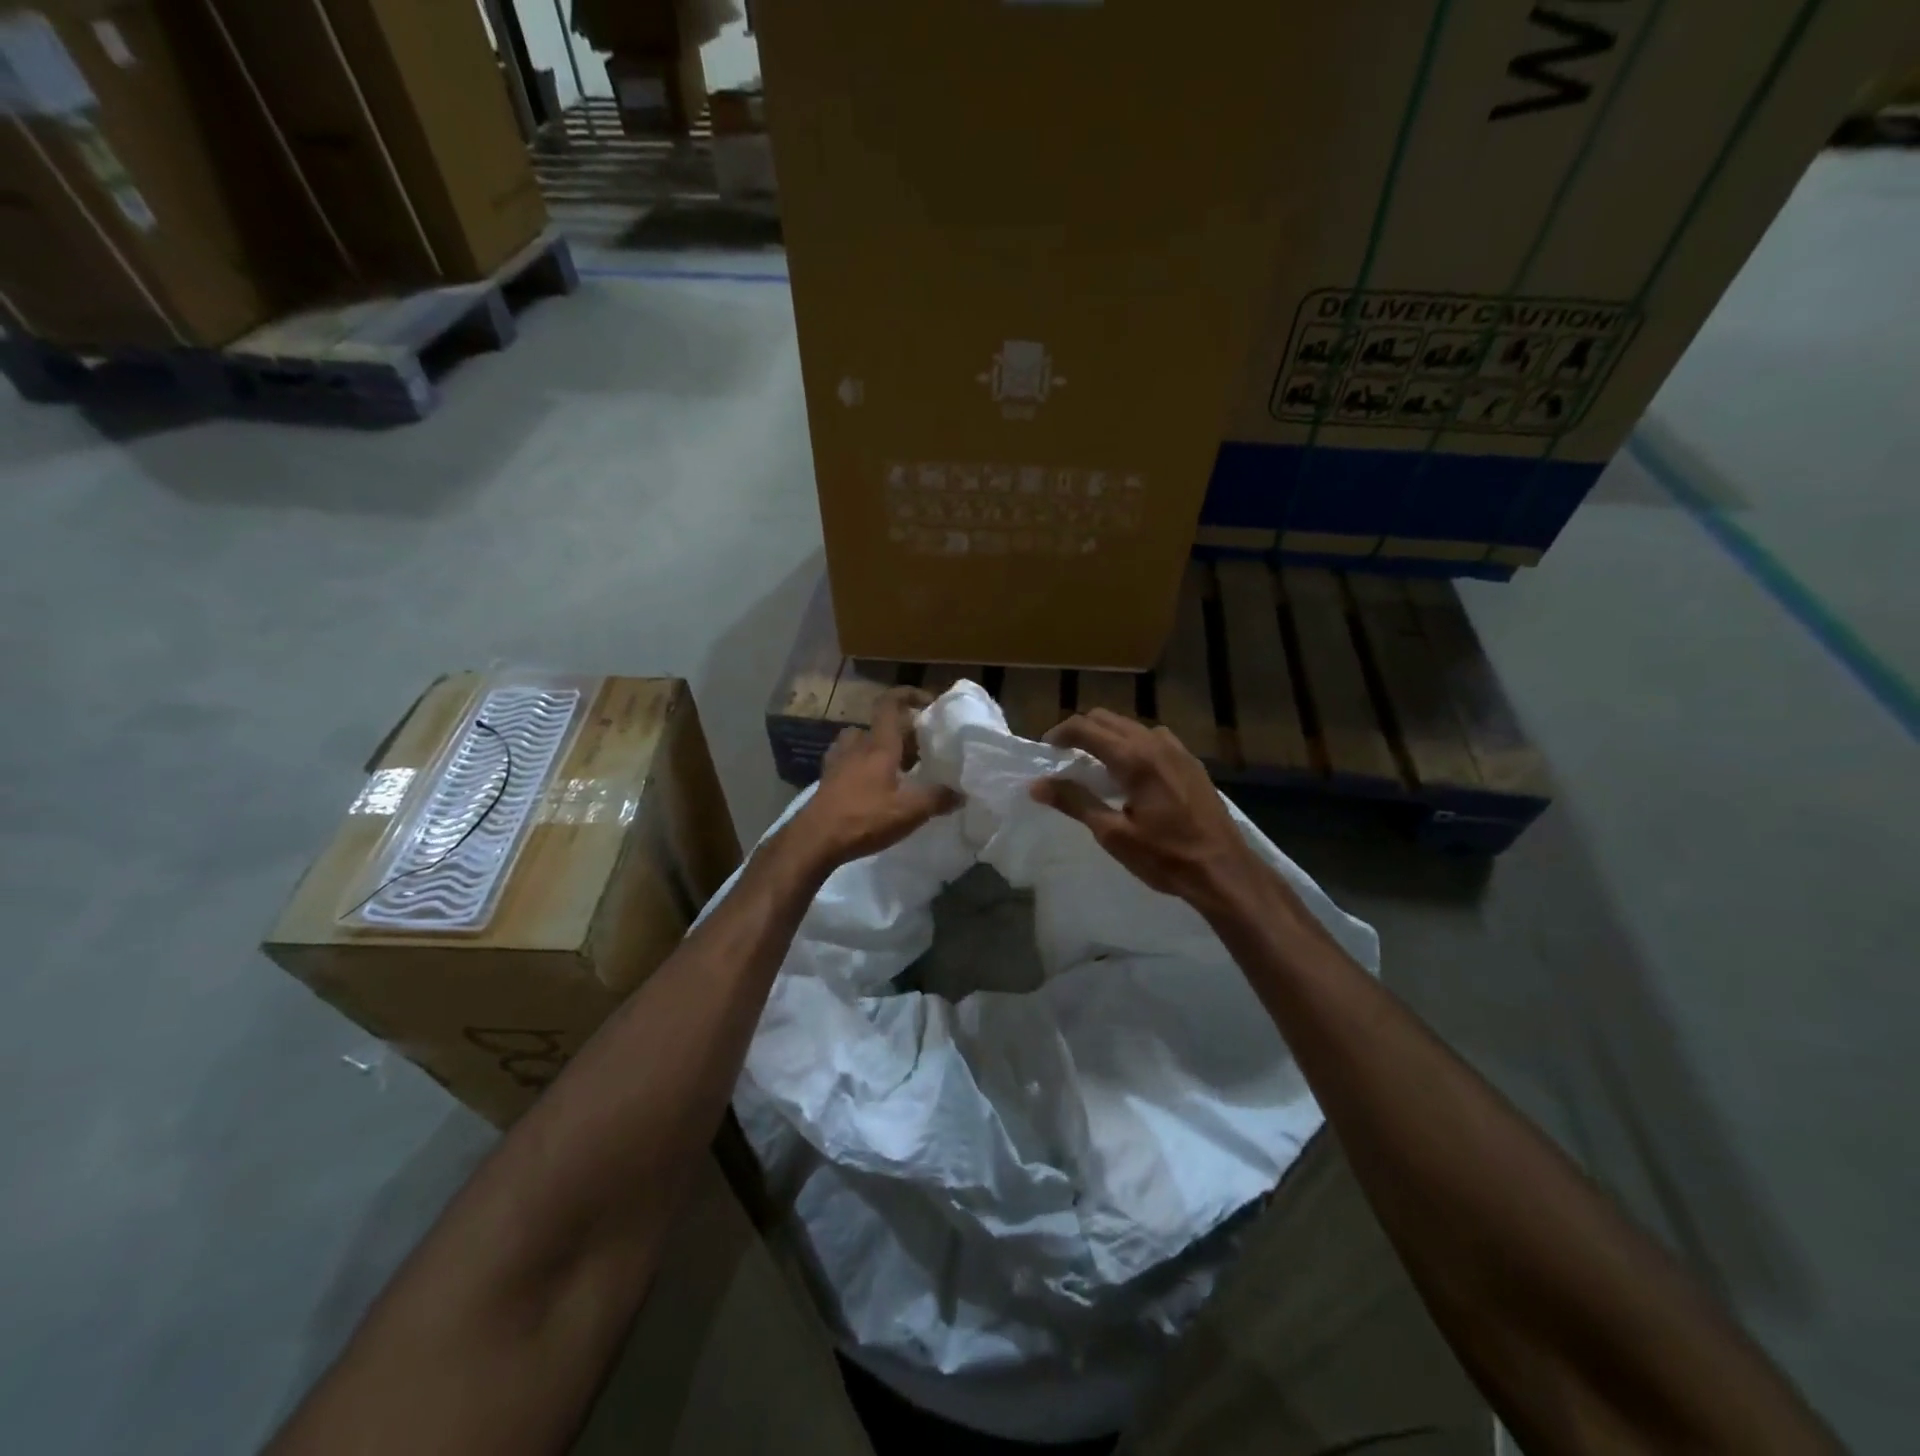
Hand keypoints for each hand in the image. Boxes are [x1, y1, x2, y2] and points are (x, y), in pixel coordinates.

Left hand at [788, 687, 959, 871]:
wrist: (815, 840)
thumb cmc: (864, 818)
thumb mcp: (909, 811)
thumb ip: (938, 798)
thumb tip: (961, 793)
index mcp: (878, 745)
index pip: (890, 704)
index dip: (908, 695)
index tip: (927, 702)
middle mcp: (856, 745)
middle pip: (880, 726)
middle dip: (903, 732)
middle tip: (923, 750)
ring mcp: (838, 761)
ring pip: (861, 741)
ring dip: (879, 747)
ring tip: (897, 766)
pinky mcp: (827, 779)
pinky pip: (848, 760)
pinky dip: (862, 764)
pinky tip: (871, 784)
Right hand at [1030, 710, 1265, 912]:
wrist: (1224, 870)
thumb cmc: (1165, 856)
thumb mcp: (1113, 834)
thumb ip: (1075, 803)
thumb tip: (1037, 785)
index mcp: (1134, 758)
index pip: (1085, 727)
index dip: (1059, 733)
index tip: (1046, 751)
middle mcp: (1155, 743)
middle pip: (1107, 719)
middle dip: (1081, 731)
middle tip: (1064, 757)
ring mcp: (1178, 750)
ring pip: (1131, 726)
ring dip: (1107, 736)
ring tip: (1094, 765)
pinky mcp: (1191, 762)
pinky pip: (1152, 739)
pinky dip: (1131, 744)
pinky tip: (1130, 774)